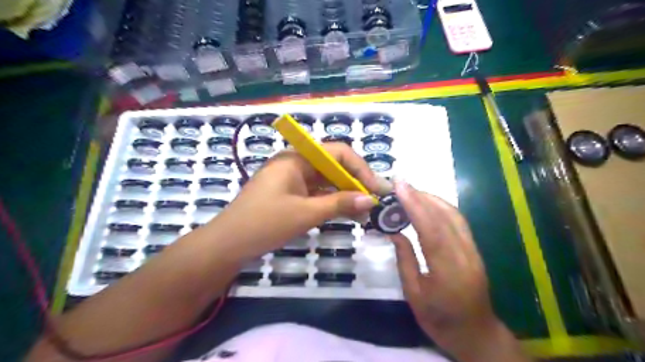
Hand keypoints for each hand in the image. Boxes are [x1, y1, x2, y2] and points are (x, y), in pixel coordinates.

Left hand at [212, 143, 389, 260]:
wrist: (227, 245)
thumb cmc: (264, 224)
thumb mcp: (305, 213)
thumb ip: (340, 204)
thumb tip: (371, 200)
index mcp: (297, 158)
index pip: (338, 152)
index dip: (361, 169)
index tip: (376, 190)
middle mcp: (296, 162)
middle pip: (334, 165)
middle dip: (355, 182)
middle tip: (373, 202)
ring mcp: (292, 178)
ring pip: (326, 180)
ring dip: (345, 193)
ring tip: (364, 211)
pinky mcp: (290, 193)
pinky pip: (317, 191)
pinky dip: (331, 201)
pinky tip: (345, 212)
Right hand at [390, 182, 494, 346]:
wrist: (476, 334)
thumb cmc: (440, 320)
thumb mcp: (414, 295)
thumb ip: (404, 260)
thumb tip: (394, 232)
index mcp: (448, 271)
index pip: (431, 230)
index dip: (415, 205)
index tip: (399, 187)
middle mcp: (465, 255)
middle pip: (444, 217)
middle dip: (420, 196)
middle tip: (399, 183)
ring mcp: (473, 250)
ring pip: (454, 215)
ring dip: (431, 198)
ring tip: (410, 191)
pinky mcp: (474, 248)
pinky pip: (458, 221)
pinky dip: (441, 206)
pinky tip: (427, 203)